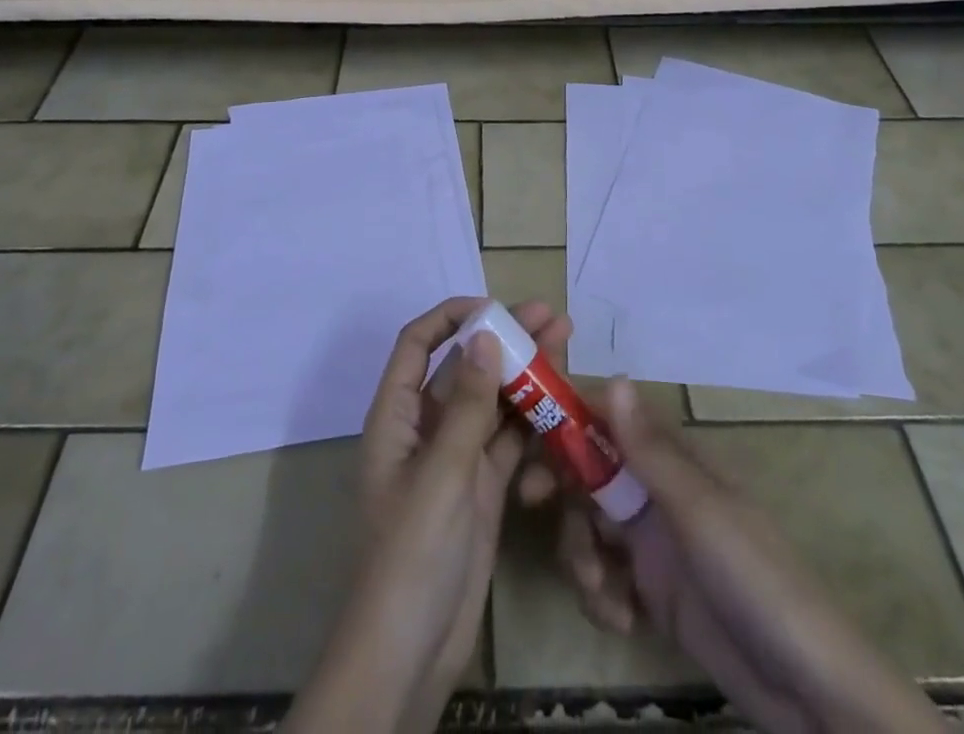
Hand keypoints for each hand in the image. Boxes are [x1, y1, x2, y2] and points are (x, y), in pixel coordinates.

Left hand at [289, 297, 568, 733]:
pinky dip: (533, 422)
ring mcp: (456, 459)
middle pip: (464, 368)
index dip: (452, 317)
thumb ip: (466, 405)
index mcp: (396, 416)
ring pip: (492, 402)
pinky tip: (564, 403)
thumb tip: (485, 337)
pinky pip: (509, 442)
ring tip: (567, 345)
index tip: (496, 308)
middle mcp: (425, 429)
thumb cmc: (411, 553)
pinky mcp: (481, 489)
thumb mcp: (441, 473)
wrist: (409, 655)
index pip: (418, 344)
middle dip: (505, 340)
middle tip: (553, 317)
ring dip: (526, 376)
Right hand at [533, 380, 942, 733]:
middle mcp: (658, 492)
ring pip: (589, 526)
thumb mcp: (699, 511)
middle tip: (530, 502)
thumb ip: (650, 450)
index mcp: (674, 461)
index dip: (567, 421)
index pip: (609, 421)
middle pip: (588, 473)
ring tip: (601, 591)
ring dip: (581, 554)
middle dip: (561, 489)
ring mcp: (654, 544)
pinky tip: (622, 620)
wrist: (807, 692)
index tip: (527, 435)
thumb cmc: (756, 579)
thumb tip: (614, 376)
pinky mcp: (652, 593)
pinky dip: (602, 595)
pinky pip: (605, 577)